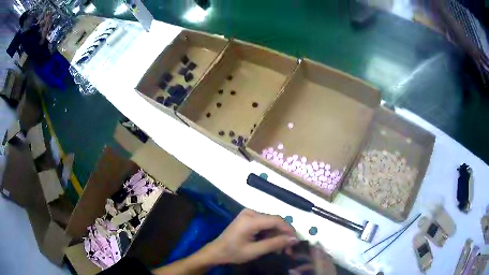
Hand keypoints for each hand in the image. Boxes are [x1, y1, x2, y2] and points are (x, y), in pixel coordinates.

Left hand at [206, 209, 297, 263]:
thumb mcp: (255, 251)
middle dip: (283, 235)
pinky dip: (270, 234)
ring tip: (280, 250)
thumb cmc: (233, 252)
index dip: (289, 230)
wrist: (216, 252)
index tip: (296, 242)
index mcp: (250, 219)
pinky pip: (264, 224)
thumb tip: (294, 239)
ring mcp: (248, 214)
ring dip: (277, 236)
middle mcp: (250, 212)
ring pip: (271, 223)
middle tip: (288, 249)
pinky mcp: (248, 218)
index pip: (277, 220)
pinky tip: (271, 244)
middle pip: (274, 221)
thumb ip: (275, 244)